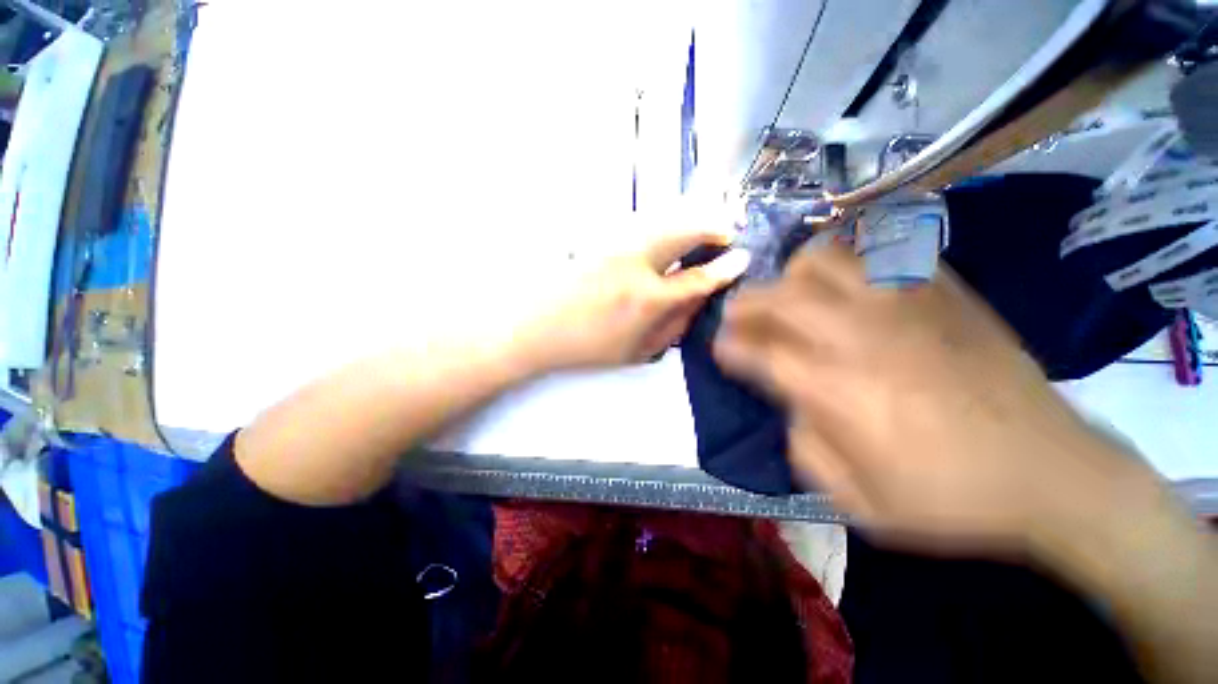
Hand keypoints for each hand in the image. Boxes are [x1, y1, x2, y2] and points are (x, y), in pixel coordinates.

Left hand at [527, 229, 750, 369]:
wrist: (536, 326)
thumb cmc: (586, 347)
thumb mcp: (635, 352)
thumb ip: (672, 330)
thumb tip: (696, 306)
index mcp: (648, 301)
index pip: (698, 278)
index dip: (725, 268)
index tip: (741, 258)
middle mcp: (637, 265)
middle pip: (685, 231)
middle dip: (712, 227)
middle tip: (725, 232)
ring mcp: (616, 246)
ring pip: (664, 222)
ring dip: (688, 223)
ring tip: (699, 233)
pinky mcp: (600, 238)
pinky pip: (642, 226)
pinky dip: (662, 227)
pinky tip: (664, 239)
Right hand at [714, 244, 1151, 552]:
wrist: (1053, 473)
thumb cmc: (950, 497)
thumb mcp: (857, 502)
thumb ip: (804, 448)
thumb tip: (791, 407)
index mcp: (835, 390)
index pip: (757, 353)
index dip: (729, 347)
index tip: (719, 348)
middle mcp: (859, 337)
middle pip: (778, 298)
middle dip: (744, 304)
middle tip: (738, 317)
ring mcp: (903, 305)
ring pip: (823, 260)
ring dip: (793, 276)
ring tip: (792, 295)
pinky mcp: (942, 292)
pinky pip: (880, 251)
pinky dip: (849, 260)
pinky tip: (846, 284)